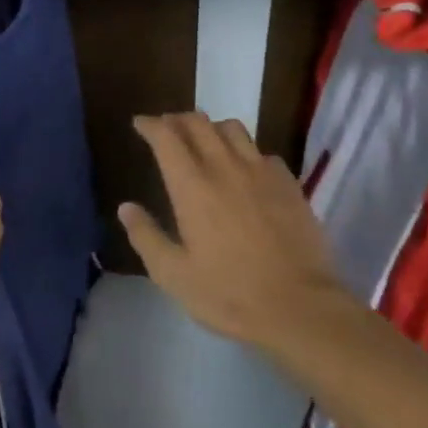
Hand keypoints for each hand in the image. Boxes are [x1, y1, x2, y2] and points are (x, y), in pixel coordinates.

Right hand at [119, 114, 349, 350]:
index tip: (140, 123)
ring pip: (233, 129)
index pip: (167, 138)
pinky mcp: (289, 184)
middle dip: (177, 120)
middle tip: (167, 127)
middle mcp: (226, 168)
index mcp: (192, 187)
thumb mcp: (174, 275)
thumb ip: (146, 237)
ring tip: (203, 139)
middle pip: (199, 124)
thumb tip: (126, 207)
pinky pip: (262, 152)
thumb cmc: (229, 294)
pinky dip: (245, 150)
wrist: (301, 307)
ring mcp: (262, 172)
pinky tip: (245, 168)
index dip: (151, 125)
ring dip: (212, 127)